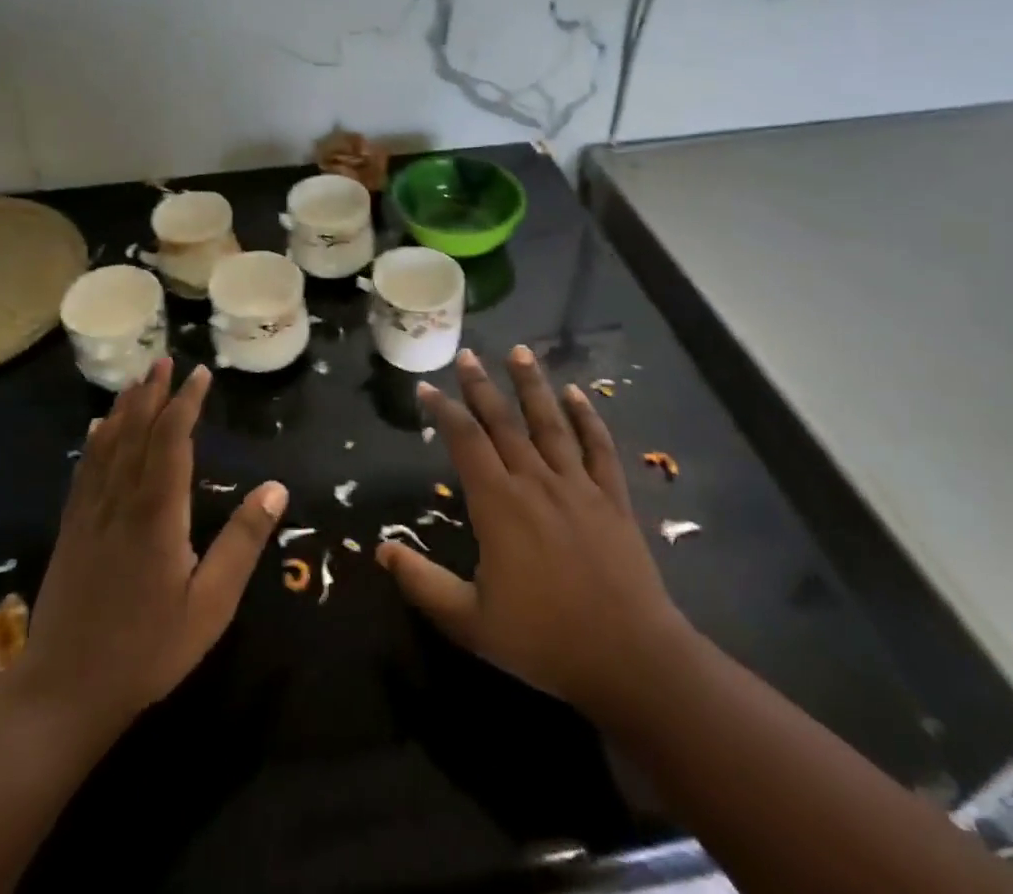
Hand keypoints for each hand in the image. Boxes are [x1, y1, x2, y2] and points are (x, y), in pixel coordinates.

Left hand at [19, 359, 287, 739]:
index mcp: (156, 513)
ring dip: (125, 408)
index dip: (186, 403)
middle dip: (153, 393)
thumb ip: (242, 543)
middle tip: (166, 361)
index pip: (172, 440)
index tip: (200, 374)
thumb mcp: (210, 605)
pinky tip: (98, 428)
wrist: (63, 692)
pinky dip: (96, 441)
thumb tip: (276, 487)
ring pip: (108, 445)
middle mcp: (120, 500)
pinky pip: (85, 470)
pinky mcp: (71, 530)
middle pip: (137, 431)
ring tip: (139, 380)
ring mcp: (90, 514)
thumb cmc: (147, 650)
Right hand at [377, 346, 688, 724]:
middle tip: (467, 354)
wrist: (630, 660)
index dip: (443, 410)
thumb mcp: (470, 622)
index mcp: (498, 504)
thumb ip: (423, 583)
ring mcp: (578, 485)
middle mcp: (535, 481)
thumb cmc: (544, 641)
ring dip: (532, 385)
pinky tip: (577, 394)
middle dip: (481, 386)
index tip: (426, 387)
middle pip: (503, 422)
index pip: (465, 441)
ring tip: (519, 351)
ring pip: (550, 423)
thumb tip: (382, 549)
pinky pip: (598, 447)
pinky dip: (587, 418)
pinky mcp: (612, 497)